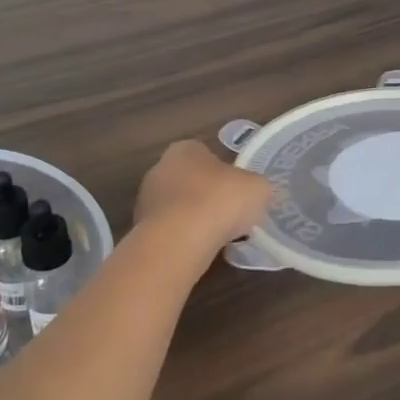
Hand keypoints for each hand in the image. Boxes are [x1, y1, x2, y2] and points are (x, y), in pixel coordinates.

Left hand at [134, 140, 274, 250]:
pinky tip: (199, 250)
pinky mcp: (141, 229)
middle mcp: (160, 167)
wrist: (179, 241)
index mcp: (186, 149)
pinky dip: (183, 238)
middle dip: (208, 196)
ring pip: (179, 207)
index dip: (226, 174)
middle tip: (230, 215)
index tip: (238, 193)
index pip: (207, 155)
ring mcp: (147, 199)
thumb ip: (256, 186)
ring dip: (195, 219)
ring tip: (217, 237)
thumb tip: (255, 193)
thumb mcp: (257, 188)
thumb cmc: (220, 201)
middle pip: (192, 181)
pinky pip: (171, 230)